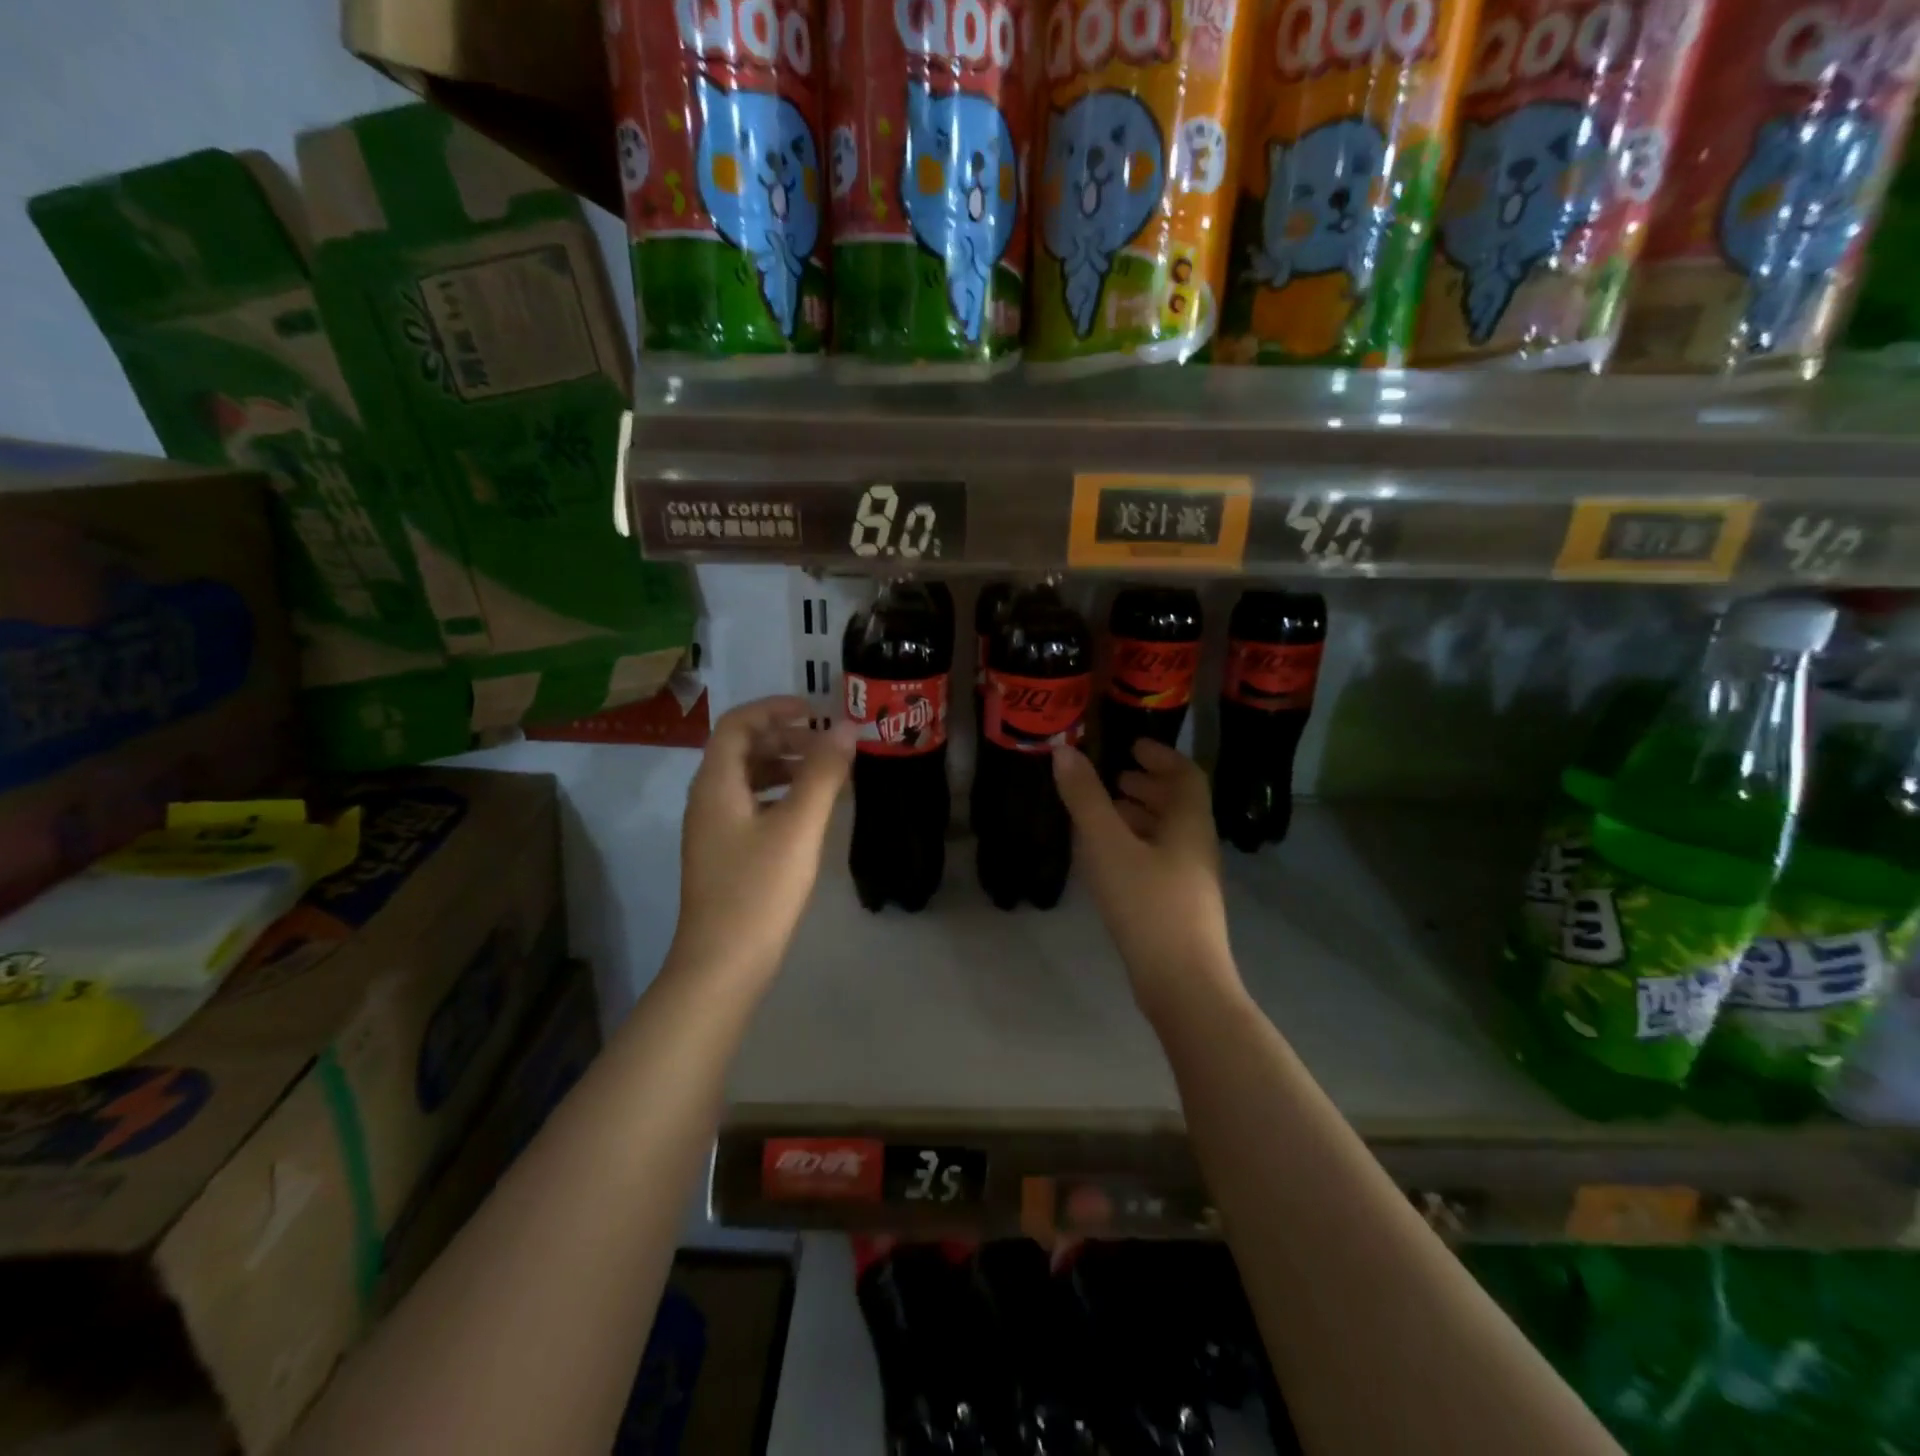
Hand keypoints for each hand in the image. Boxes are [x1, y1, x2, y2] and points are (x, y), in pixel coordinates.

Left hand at [674, 697, 853, 983]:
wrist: (722, 965)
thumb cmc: (759, 890)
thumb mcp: (798, 826)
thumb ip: (823, 773)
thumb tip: (846, 727)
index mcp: (716, 784)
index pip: (738, 724)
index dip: (775, 708)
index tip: (816, 710)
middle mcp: (708, 799)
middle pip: (741, 749)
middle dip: (785, 737)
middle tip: (828, 743)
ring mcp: (713, 829)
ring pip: (748, 779)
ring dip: (785, 766)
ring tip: (827, 773)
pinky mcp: (725, 854)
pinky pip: (752, 806)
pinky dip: (781, 795)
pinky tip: (809, 812)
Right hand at [1053, 739, 1239, 1015]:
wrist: (1182, 983)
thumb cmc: (1147, 904)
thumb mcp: (1108, 846)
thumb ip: (1085, 798)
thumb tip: (1064, 751)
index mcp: (1189, 824)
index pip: (1186, 775)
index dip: (1161, 756)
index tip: (1132, 746)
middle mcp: (1196, 846)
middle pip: (1178, 804)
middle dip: (1147, 785)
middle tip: (1114, 777)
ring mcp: (1190, 879)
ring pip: (1167, 834)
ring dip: (1140, 816)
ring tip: (1106, 811)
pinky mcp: (1178, 905)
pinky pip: (1158, 859)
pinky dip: (1136, 844)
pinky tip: (1109, 857)